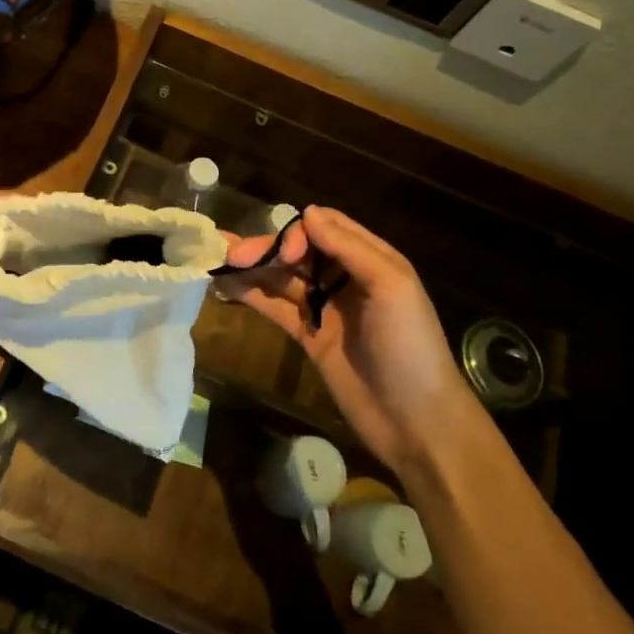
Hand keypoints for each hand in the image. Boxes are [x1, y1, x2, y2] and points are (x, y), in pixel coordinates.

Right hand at [220, 206, 472, 472]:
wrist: (416, 421)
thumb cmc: (409, 346)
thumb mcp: (391, 287)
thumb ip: (349, 248)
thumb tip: (307, 212)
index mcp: (370, 259)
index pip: (325, 227)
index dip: (298, 232)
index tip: (284, 253)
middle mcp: (344, 277)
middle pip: (297, 251)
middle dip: (265, 249)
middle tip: (228, 254)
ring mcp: (324, 308)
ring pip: (281, 277)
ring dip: (251, 268)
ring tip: (216, 261)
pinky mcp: (308, 336)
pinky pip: (275, 307)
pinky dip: (251, 294)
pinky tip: (225, 286)